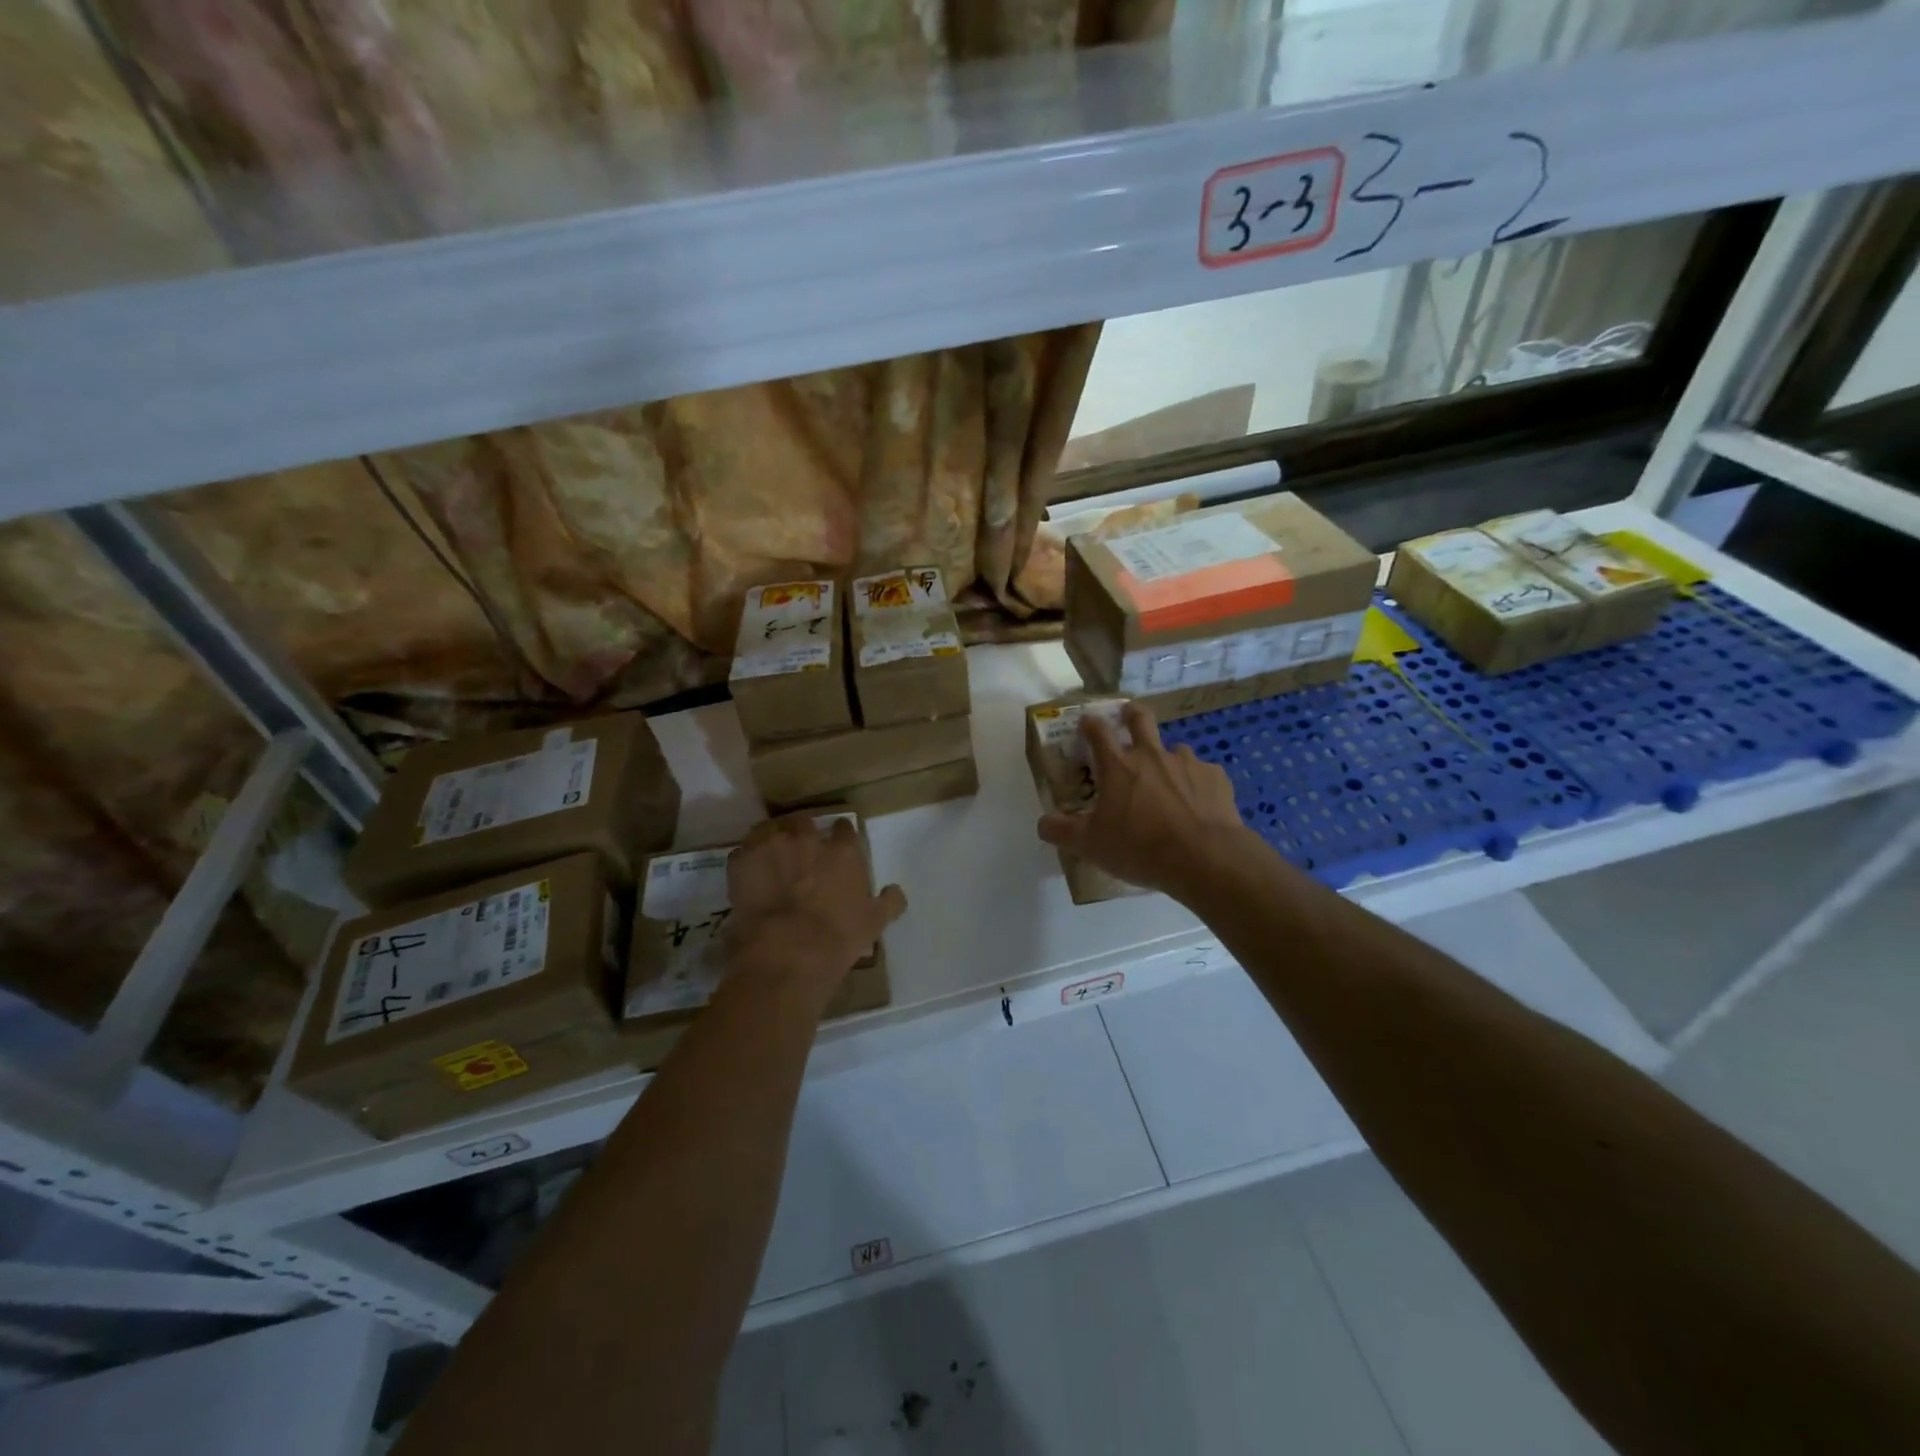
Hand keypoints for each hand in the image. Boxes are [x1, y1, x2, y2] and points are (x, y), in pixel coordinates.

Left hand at [726, 816, 906, 999]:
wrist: (786, 954)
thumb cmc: (837, 938)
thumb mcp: (874, 923)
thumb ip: (889, 902)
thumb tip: (896, 891)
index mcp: (842, 850)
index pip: (844, 828)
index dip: (840, 837)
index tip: (837, 847)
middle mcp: (806, 839)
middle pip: (804, 822)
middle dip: (803, 833)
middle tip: (802, 853)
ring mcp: (771, 847)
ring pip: (771, 831)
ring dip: (773, 842)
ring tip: (772, 861)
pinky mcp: (741, 862)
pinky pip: (743, 852)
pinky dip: (747, 861)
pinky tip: (750, 876)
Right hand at [1037, 702, 1245, 900]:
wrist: (1204, 857)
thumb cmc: (1139, 847)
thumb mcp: (1090, 845)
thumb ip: (1061, 831)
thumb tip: (1043, 822)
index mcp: (1118, 766)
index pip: (1097, 731)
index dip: (1089, 724)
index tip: (1086, 722)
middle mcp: (1151, 755)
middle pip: (1141, 719)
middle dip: (1132, 714)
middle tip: (1129, 716)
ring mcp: (1187, 763)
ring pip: (1175, 749)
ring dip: (1168, 758)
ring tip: (1169, 780)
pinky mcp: (1215, 778)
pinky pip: (1203, 774)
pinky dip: (1197, 784)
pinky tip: (1198, 804)